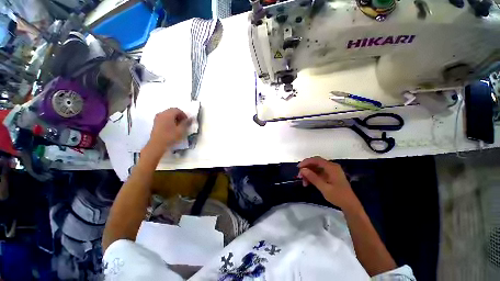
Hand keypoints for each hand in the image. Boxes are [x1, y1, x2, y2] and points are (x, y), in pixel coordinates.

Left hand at [144, 108, 189, 157]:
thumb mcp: (181, 130)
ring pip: (168, 114)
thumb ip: (186, 123)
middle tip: (183, 123)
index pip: (177, 110)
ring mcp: (157, 118)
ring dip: (174, 118)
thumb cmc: (170, 136)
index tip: (187, 121)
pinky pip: (164, 118)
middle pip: (172, 111)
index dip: (184, 114)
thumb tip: (191, 118)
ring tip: (178, 126)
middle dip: (179, 116)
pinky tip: (172, 128)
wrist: (157, 144)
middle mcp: (162, 114)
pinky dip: (169, 120)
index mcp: (168, 114)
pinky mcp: (156, 123)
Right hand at [298, 156, 358, 210]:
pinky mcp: (330, 175)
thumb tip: (302, 170)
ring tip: (303, 182)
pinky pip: (319, 173)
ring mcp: (331, 171)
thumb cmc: (338, 196)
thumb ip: (313, 178)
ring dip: (309, 174)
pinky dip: (313, 177)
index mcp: (332, 167)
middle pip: (315, 163)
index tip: (298, 168)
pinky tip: (308, 183)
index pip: (316, 160)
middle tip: (299, 176)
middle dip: (306, 168)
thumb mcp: (324, 188)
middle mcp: (331, 167)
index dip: (306, 162)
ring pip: (316, 168)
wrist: (350, 205)